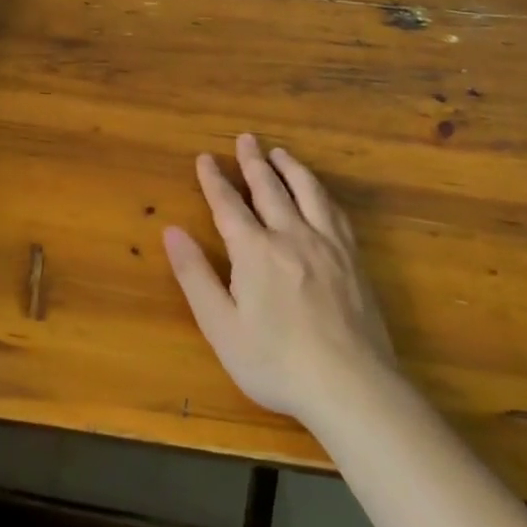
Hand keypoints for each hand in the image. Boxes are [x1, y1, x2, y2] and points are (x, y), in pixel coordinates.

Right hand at [164, 133, 393, 420]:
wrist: (353, 388)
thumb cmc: (276, 362)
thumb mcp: (221, 326)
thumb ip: (196, 275)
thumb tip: (172, 231)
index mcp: (255, 251)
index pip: (228, 204)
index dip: (214, 179)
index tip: (205, 157)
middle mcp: (291, 236)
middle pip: (270, 189)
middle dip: (253, 162)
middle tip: (246, 138)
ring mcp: (328, 246)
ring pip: (308, 193)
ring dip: (291, 168)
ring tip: (280, 153)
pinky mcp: (354, 261)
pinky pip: (335, 213)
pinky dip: (322, 193)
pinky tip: (320, 194)